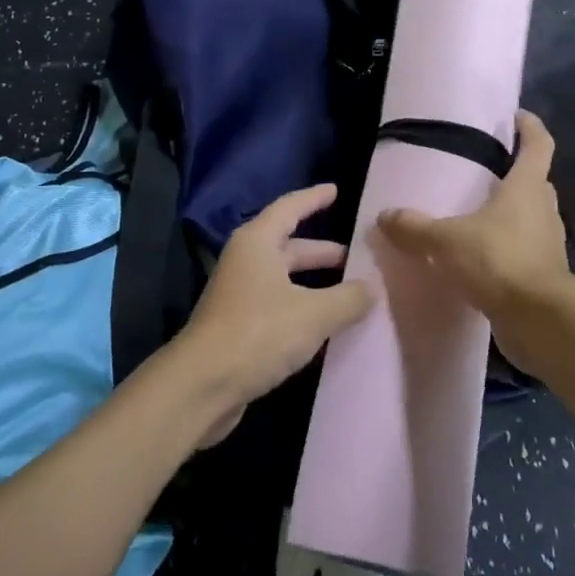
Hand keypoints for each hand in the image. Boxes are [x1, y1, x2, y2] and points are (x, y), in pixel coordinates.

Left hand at [174, 183, 371, 445]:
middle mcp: (245, 261)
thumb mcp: (314, 313)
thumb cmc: (259, 333)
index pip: (290, 208)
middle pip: (288, 246)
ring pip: (284, 279)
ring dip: (314, 282)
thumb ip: (348, 298)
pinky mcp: (238, 326)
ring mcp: (239, 295)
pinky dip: (302, 307)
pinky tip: (325, 324)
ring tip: (349, 291)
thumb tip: (372, 289)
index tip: (336, 190)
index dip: (314, 198)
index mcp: (258, 242)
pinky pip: (278, 305)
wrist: (202, 386)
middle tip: (355, 256)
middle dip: (321, 250)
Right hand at [376, 110, 574, 377]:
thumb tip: (385, 215)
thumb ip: (415, 228)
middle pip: (535, 181)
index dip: (530, 127)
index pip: (538, 145)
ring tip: (476, 216)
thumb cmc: (499, 262)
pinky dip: (506, 248)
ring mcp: (547, 243)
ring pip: (531, 217)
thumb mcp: (447, 241)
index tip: (517, 117)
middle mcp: (543, 210)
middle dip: (515, 174)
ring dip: (510, 214)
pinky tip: (480, 258)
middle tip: (485, 172)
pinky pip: (524, 250)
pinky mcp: (544, 274)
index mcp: (526, 187)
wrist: (540, 322)